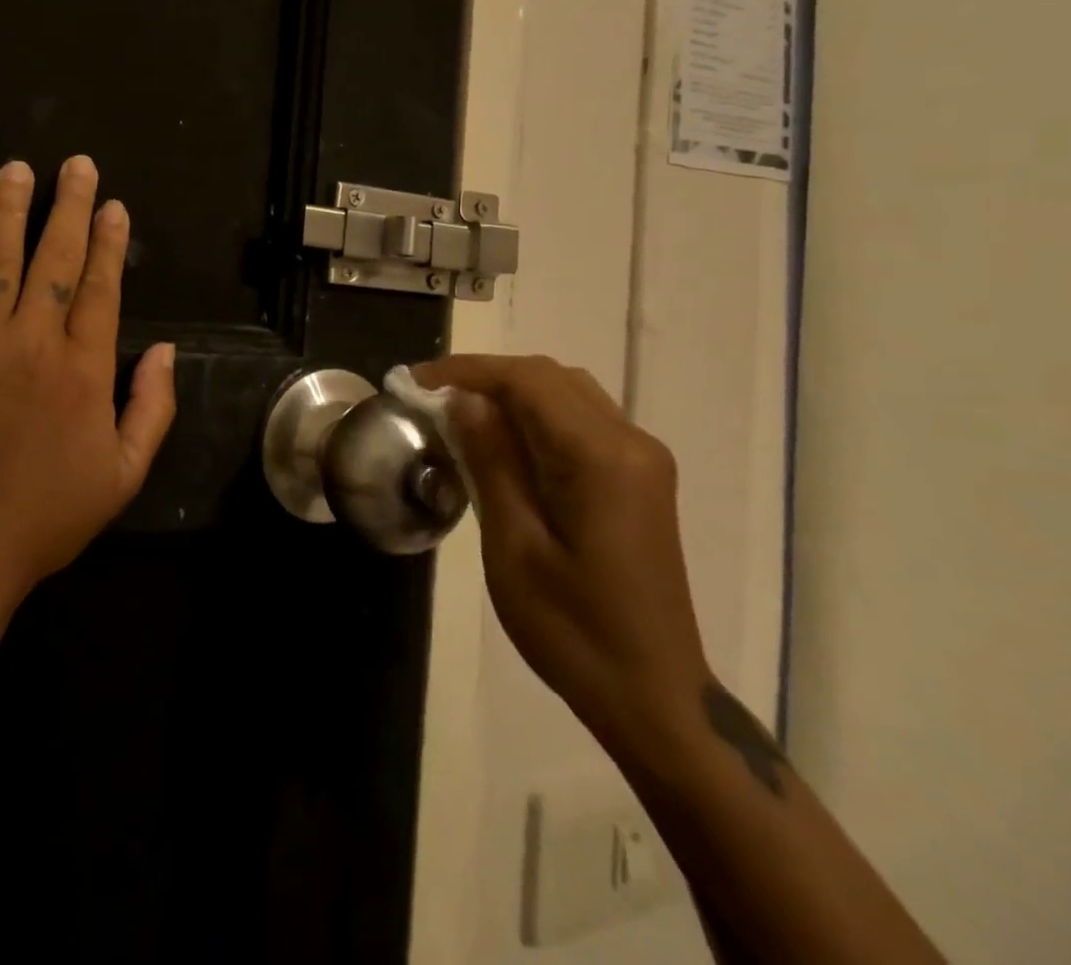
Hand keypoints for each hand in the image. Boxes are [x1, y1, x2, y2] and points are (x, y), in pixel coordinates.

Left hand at [0, 156, 176, 607]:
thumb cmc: (42, 521)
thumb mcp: (122, 477)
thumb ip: (152, 408)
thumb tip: (168, 350)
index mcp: (83, 369)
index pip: (101, 287)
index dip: (109, 242)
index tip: (113, 204)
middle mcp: (31, 342)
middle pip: (54, 258)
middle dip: (68, 206)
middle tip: (75, 164)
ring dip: (6, 213)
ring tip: (14, 171)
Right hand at [413, 354, 710, 758]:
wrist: (655, 699)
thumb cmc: (573, 630)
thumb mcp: (514, 546)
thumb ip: (491, 462)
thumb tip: (464, 399)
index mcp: (601, 458)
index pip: (528, 381)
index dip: (467, 371)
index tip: (415, 381)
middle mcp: (631, 443)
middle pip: (550, 378)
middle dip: (486, 376)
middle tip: (430, 397)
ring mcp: (642, 460)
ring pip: (567, 393)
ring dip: (510, 392)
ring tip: (458, 413)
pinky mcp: (639, 478)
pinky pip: (581, 420)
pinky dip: (535, 415)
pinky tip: (502, 441)